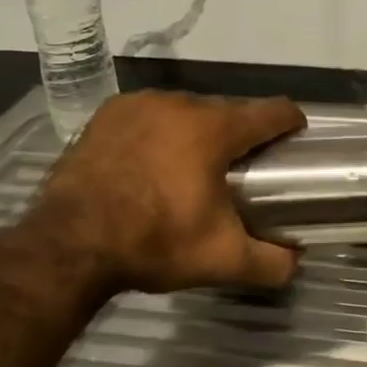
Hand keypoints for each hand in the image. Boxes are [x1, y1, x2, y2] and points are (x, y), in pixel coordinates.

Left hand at [27, 91, 306, 292]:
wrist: (69, 244)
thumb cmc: (155, 242)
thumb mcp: (221, 260)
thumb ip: (270, 262)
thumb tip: (296, 261)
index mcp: (216, 128)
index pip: (272, 111)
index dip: (291, 122)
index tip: (296, 139)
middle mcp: (183, 103)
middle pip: (227, 111)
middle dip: (238, 135)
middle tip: (238, 170)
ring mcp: (142, 104)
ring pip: (186, 111)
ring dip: (196, 132)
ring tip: (189, 167)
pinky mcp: (109, 113)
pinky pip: (149, 115)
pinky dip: (158, 131)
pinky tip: (148, 160)